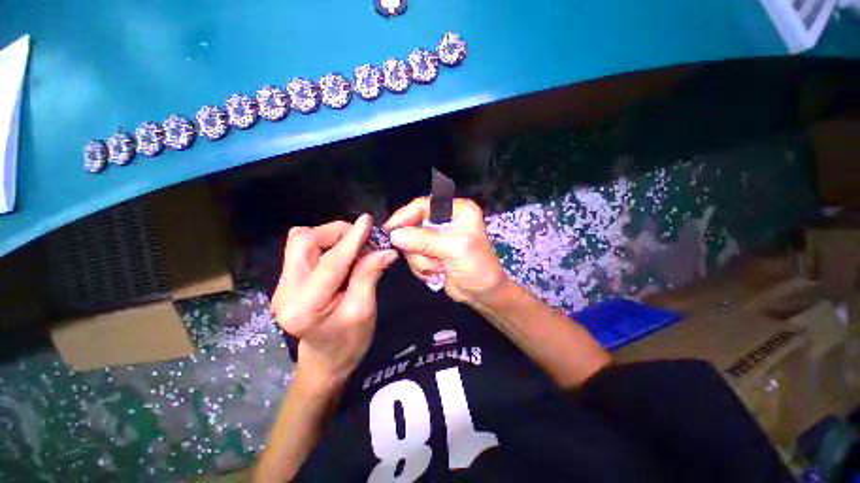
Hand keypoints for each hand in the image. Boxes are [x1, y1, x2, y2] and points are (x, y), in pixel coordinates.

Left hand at [271, 214, 397, 385]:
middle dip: (335, 232)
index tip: (367, 220)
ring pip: (298, 242)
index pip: (330, 262)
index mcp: (305, 307)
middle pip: (303, 242)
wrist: (326, 360)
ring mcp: (281, 286)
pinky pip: (300, 249)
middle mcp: (284, 292)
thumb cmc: (349, 341)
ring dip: (328, 235)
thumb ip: (369, 276)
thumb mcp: (364, 310)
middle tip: (361, 236)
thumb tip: (386, 250)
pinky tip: (338, 252)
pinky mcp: (286, 281)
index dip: (351, 239)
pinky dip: (322, 242)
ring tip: (351, 243)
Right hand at [383, 197, 509, 305]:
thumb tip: (394, 234)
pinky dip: (423, 268)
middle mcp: (445, 220)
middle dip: (419, 248)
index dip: (405, 216)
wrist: (483, 294)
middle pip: (414, 226)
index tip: (390, 229)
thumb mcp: (454, 250)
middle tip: (432, 260)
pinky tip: (438, 274)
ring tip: (440, 269)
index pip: (424, 205)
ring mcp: (437, 238)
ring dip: (423, 261)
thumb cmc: (477, 267)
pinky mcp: (431, 253)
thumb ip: (424, 240)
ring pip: (411, 244)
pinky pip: (414, 257)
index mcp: (457, 210)